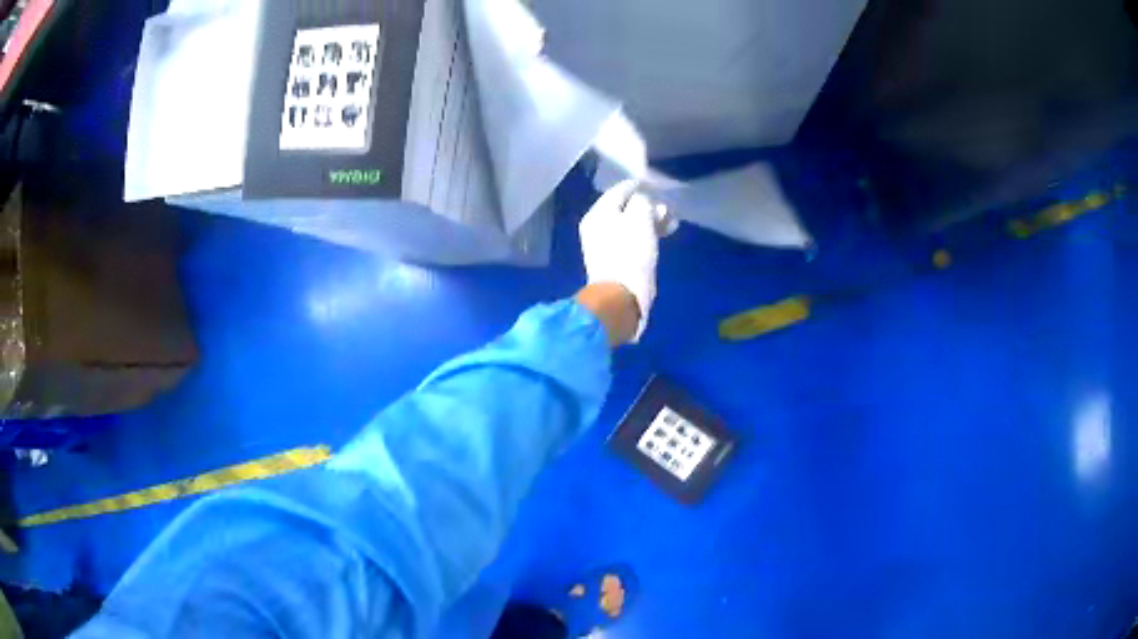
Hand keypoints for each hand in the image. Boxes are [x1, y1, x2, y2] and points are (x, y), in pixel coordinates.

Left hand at [579, 180, 660, 341]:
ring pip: (632, 225)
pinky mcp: (618, 261)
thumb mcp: (640, 217)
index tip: (658, 185)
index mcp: (599, 213)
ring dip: (652, 221)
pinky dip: (648, 236)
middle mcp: (599, 227)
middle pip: (626, 208)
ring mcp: (607, 245)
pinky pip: (634, 240)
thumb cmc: (630, 252)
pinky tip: (663, 237)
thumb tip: (644, 197)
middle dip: (649, 206)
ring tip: (671, 224)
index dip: (640, 186)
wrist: (622, 296)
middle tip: (668, 209)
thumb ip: (643, 201)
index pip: (620, 190)